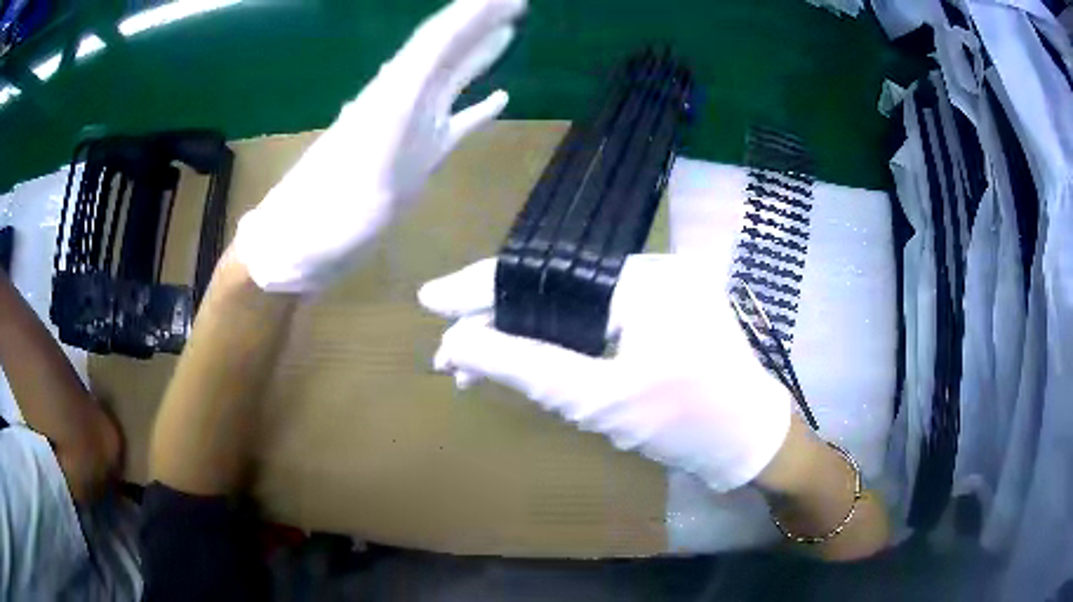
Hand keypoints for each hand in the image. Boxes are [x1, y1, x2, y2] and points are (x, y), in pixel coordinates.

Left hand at [235, 0, 526, 292]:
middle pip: (446, 50)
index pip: (436, 40)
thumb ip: (391, 108)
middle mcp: (403, 102)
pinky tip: (501, 98)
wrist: (299, 248)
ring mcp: (411, 129)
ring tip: (510, 29)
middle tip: (517, 0)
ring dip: (480, 53)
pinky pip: (456, 124)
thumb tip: (427, 57)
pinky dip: (479, 109)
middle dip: (480, 21)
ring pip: (452, 80)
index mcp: (391, 94)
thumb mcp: (359, 163)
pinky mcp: (415, 157)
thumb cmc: (323, 217)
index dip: (471, 13)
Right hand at [419, 255, 793, 491]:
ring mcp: (666, 290)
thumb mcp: (599, 401)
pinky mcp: (670, 313)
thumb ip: (524, 367)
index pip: (546, 274)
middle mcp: (656, 270)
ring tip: (478, 363)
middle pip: (558, 287)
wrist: (752, 445)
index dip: (482, 287)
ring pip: (577, 305)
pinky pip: (602, 318)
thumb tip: (456, 342)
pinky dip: (565, 339)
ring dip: (530, 333)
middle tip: (451, 353)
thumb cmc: (687, 425)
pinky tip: (531, 357)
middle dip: (501, 320)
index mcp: (645, 279)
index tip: (429, 299)